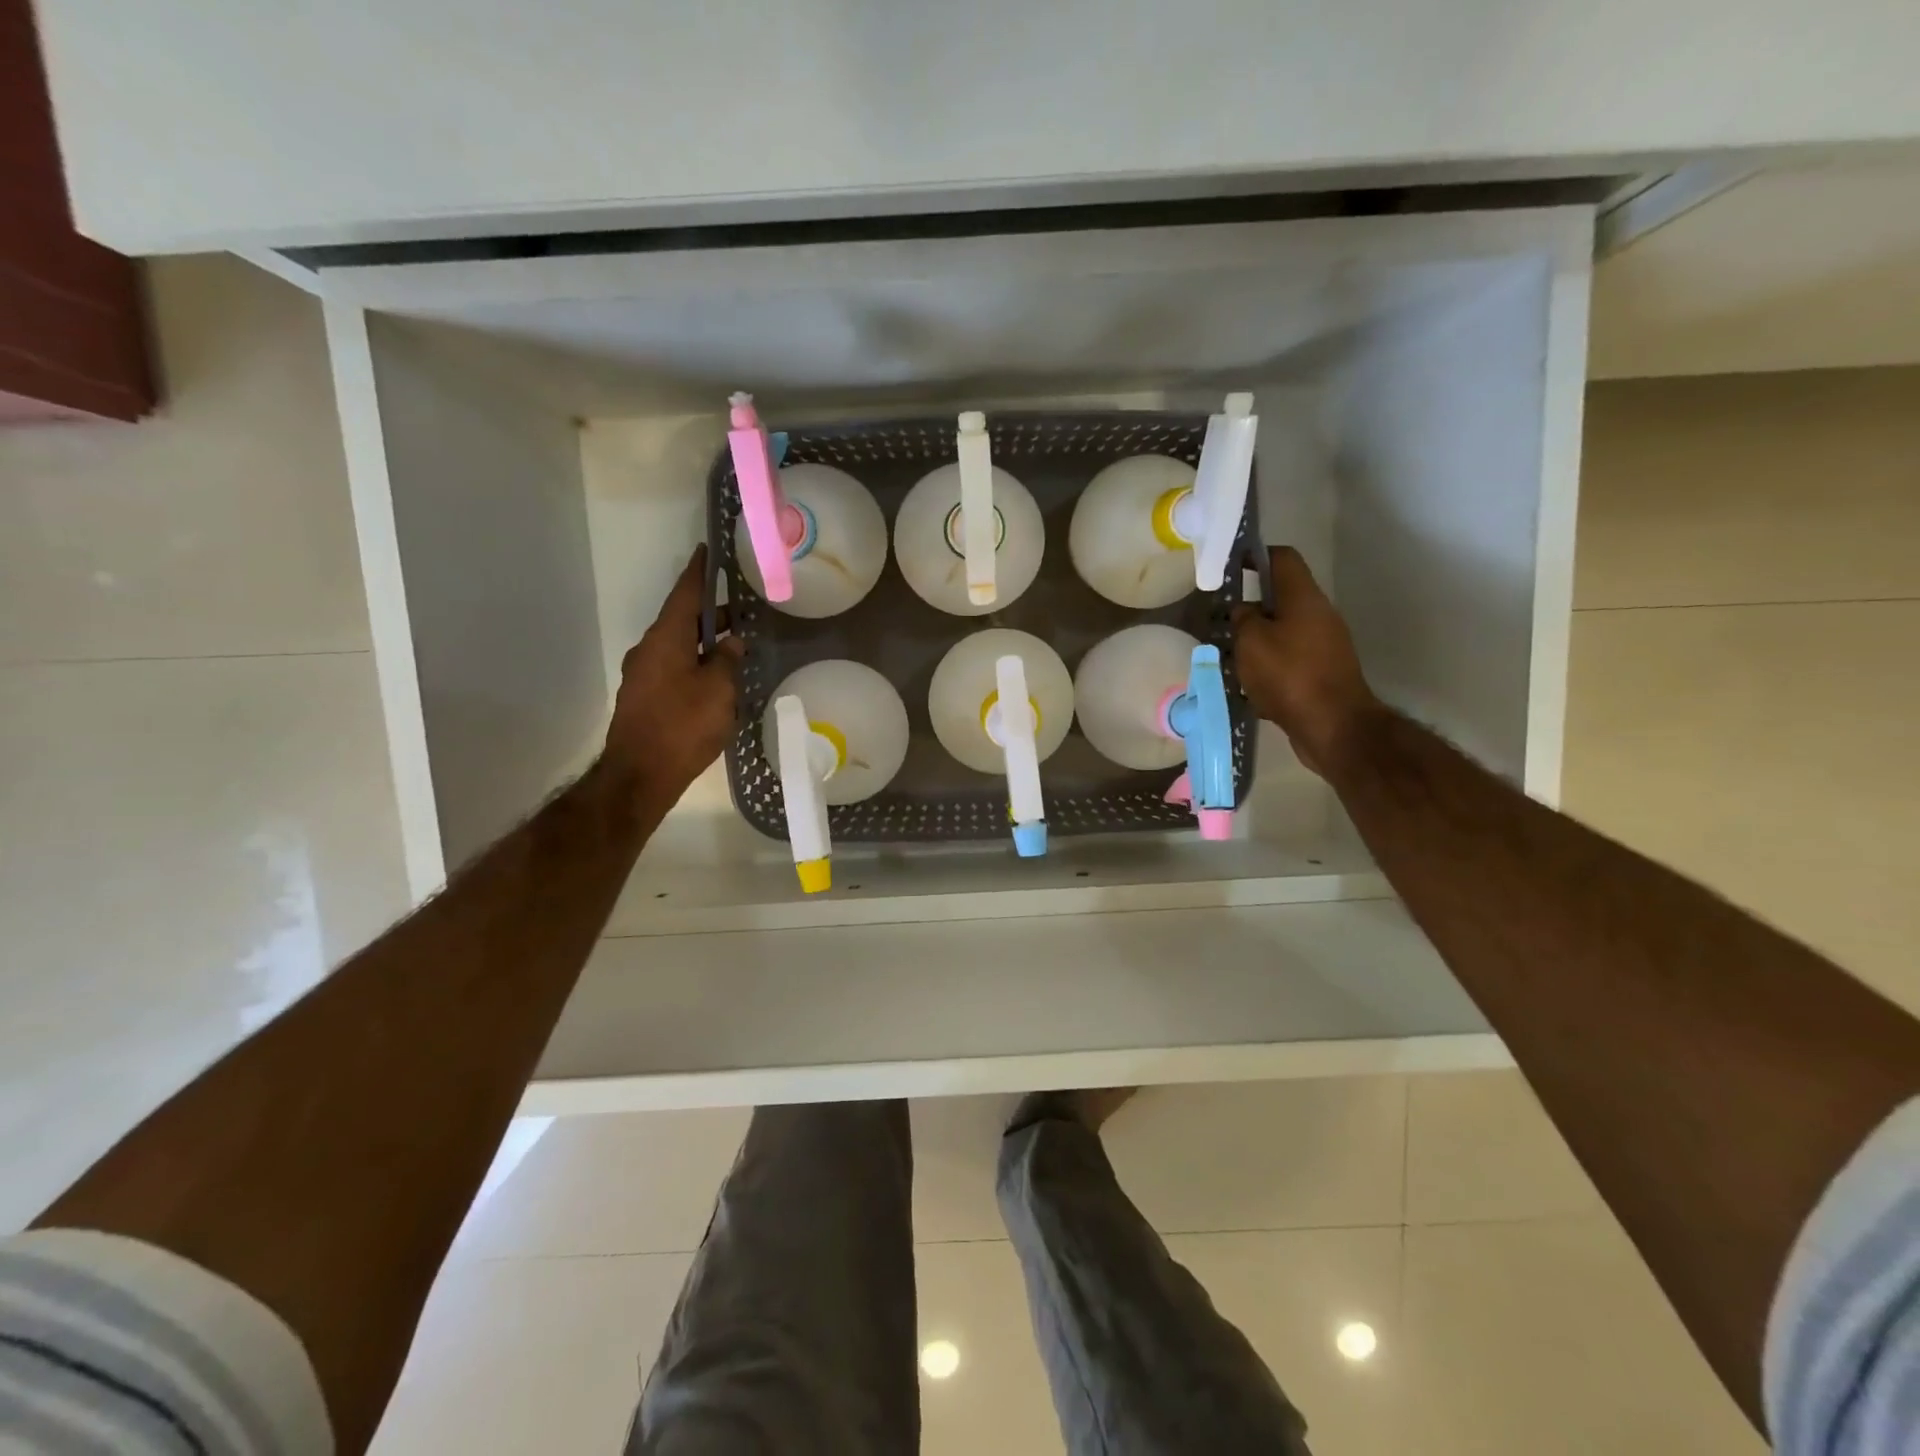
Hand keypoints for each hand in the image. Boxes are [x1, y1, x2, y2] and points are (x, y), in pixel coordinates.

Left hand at [604, 546, 742, 808]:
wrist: (640, 775)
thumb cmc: (683, 725)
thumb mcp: (718, 690)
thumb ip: (727, 660)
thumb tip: (732, 641)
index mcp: (666, 639)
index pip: (684, 594)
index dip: (698, 572)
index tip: (707, 550)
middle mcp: (649, 650)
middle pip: (681, 621)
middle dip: (709, 614)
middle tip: (740, 610)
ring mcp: (643, 675)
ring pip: (678, 647)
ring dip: (703, 643)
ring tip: (734, 646)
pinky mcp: (644, 698)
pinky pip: (674, 669)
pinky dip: (695, 664)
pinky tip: (715, 679)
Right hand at [1232, 547, 1380, 777]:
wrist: (1333, 726)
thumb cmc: (1289, 675)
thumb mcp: (1251, 642)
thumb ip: (1242, 619)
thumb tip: (1243, 611)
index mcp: (1303, 598)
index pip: (1282, 559)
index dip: (1256, 555)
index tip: (1231, 565)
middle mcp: (1318, 615)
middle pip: (1281, 599)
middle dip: (1250, 607)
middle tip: (1220, 621)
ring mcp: (1323, 646)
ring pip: (1282, 632)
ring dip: (1256, 640)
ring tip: (1227, 656)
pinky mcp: (1322, 673)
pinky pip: (1288, 660)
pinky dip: (1267, 666)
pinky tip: (1246, 684)